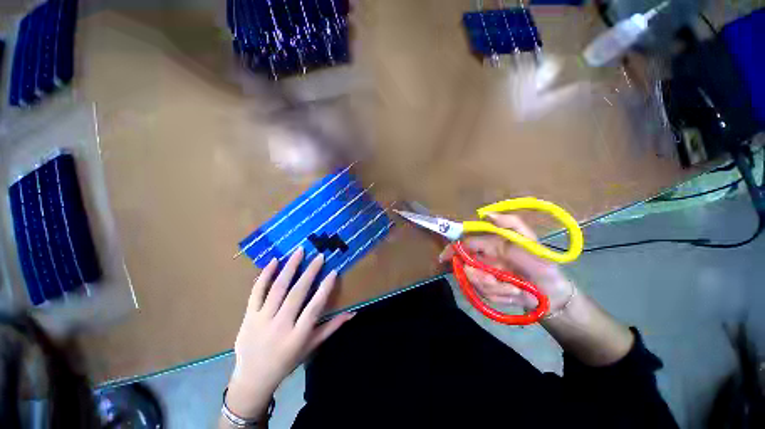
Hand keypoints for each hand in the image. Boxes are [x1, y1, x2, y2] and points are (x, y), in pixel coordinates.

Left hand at [225, 248, 353, 418]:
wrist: (252, 379)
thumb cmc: (286, 362)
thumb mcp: (311, 347)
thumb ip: (331, 328)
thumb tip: (353, 313)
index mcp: (297, 336)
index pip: (314, 307)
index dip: (325, 288)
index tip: (333, 271)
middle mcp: (280, 325)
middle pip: (297, 294)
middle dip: (310, 272)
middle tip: (319, 256)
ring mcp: (262, 320)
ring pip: (277, 289)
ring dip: (290, 268)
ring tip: (299, 252)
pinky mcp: (248, 316)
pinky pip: (256, 292)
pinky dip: (265, 276)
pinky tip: (274, 261)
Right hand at [439, 214, 573, 310]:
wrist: (552, 294)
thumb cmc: (541, 264)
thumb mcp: (529, 240)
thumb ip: (510, 223)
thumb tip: (485, 214)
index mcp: (490, 244)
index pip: (464, 243)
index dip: (452, 249)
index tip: (444, 258)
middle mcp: (484, 258)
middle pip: (466, 267)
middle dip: (479, 277)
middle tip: (496, 281)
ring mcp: (486, 275)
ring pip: (475, 283)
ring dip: (493, 289)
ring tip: (513, 289)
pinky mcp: (490, 291)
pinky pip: (483, 295)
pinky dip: (498, 297)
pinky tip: (513, 295)